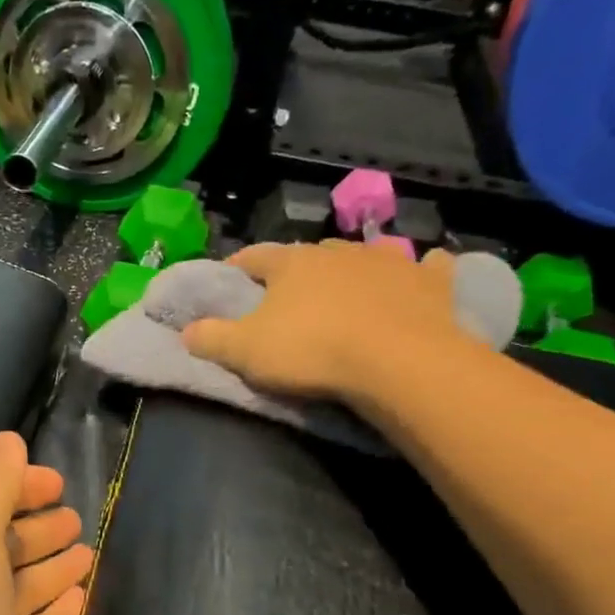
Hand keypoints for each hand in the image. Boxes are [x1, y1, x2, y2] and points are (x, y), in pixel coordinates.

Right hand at [183, 241, 478, 405]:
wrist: (397, 362)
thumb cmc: (313, 351)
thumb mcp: (246, 352)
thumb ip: (212, 338)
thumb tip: (185, 330)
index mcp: (292, 264)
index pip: (255, 256)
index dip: (238, 266)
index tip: (229, 278)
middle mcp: (339, 252)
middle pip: (309, 256)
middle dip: (297, 271)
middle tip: (289, 295)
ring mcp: (388, 262)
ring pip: (364, 256)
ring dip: (352, 269)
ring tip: (348, 291)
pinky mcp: (429, 283)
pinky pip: (426, 268)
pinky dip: (419, 271)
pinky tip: (422, 274)